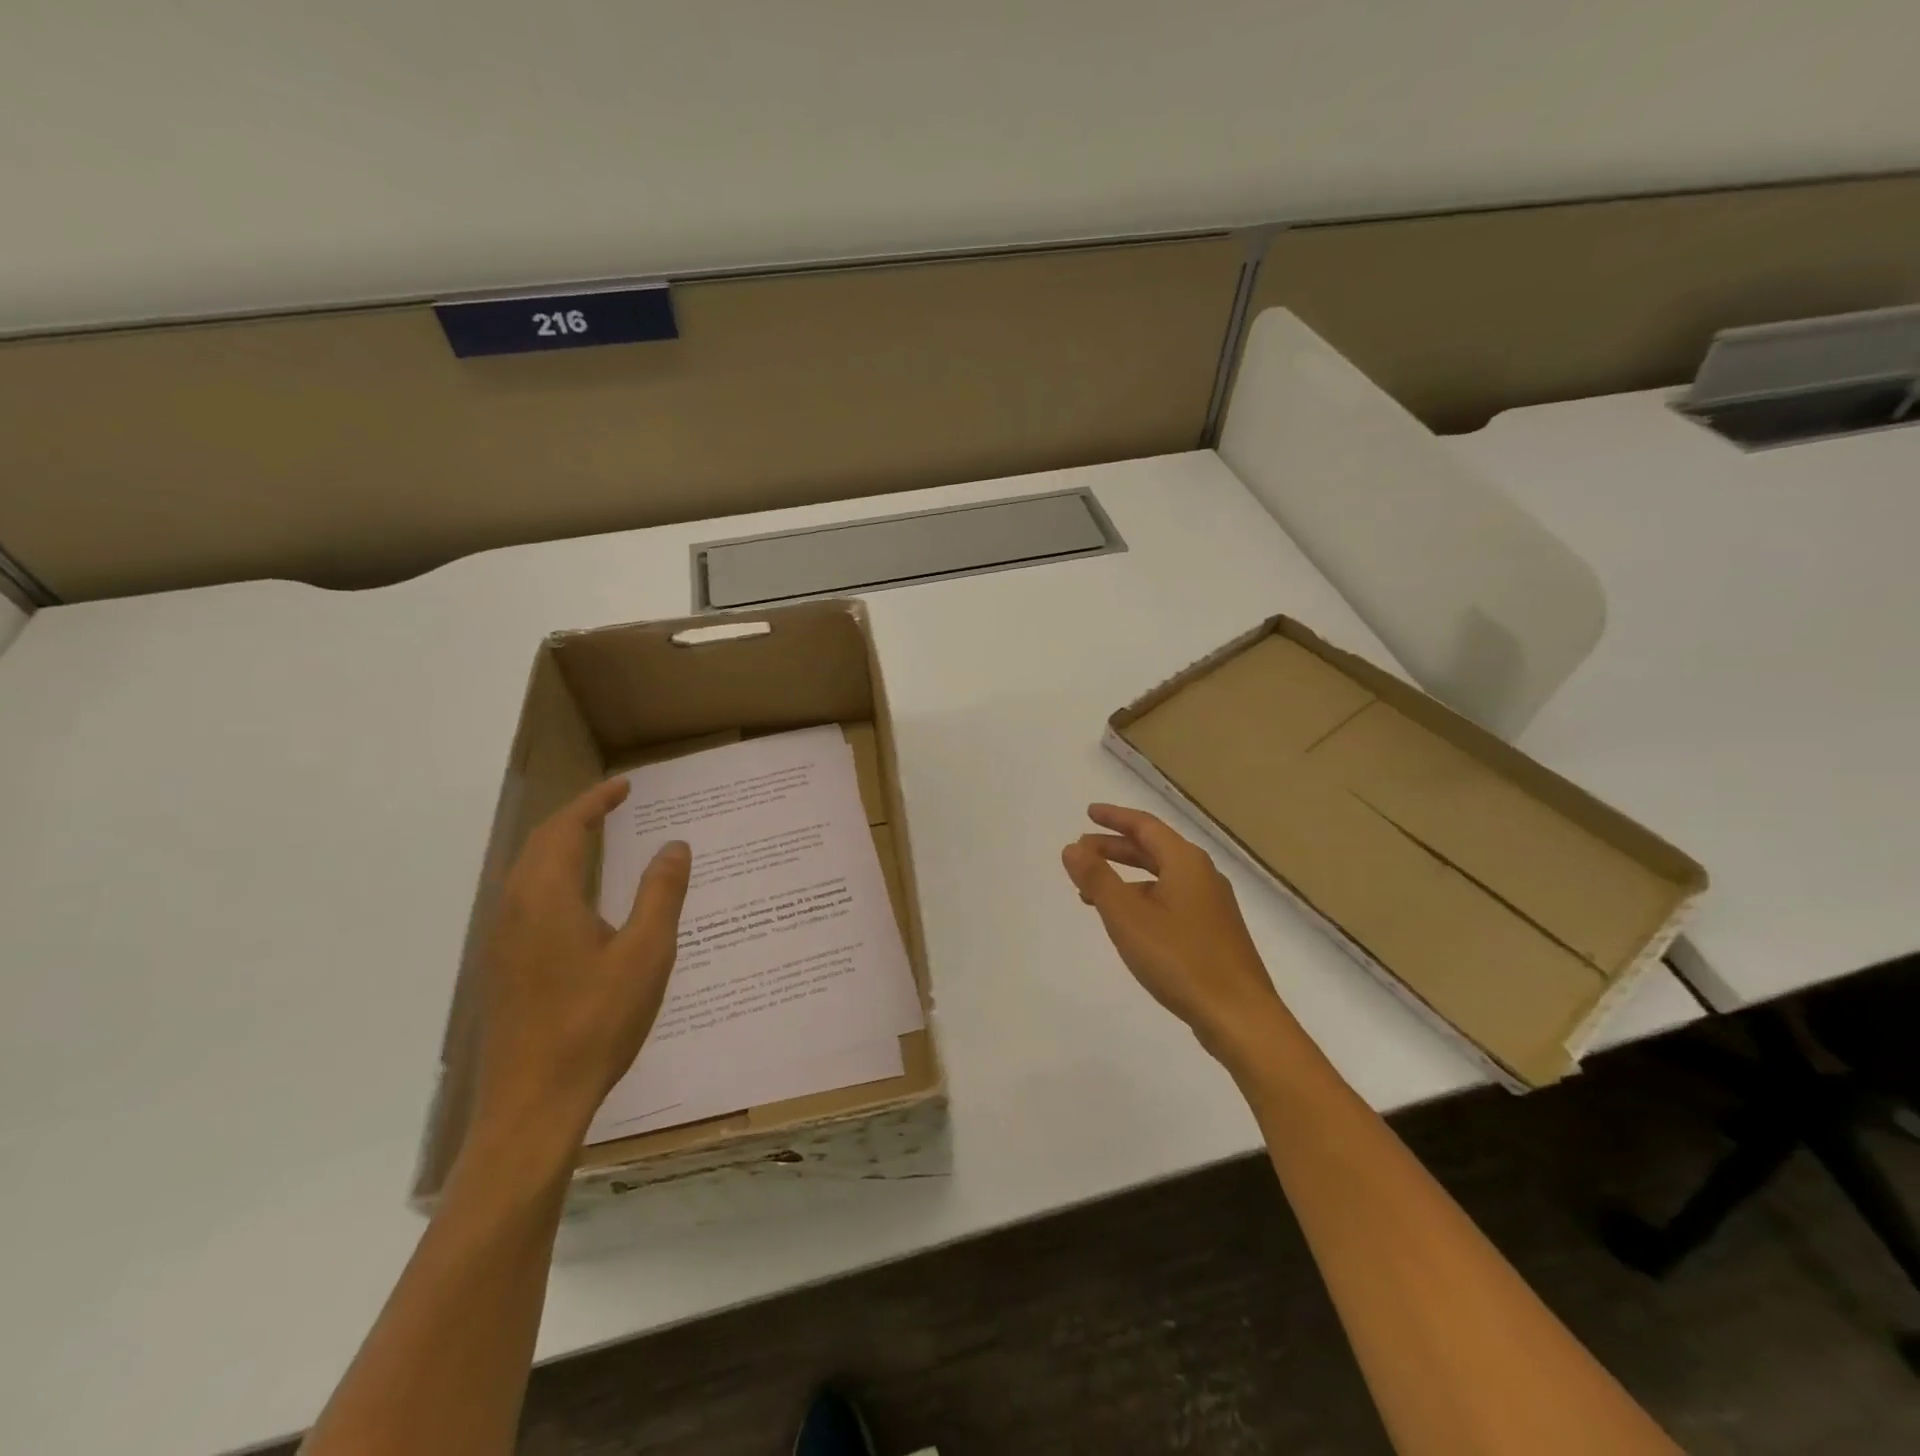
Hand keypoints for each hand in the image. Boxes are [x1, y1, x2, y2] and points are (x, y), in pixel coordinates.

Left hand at [473, 778, 691, 1150]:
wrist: (532, 1105)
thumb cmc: (596, 1023)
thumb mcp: (646, 953)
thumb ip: (660, 893)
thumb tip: (674, 845)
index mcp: (546, 898)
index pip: (566, 829)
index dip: (595, 802)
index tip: (625, 785)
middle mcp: (514, 910)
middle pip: (539, 845)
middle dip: (576, 818)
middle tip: (614, 806)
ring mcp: (501, 941)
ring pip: (527, 874)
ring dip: (561, 847)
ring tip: (598, 842)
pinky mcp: (502, 968)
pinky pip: (525, 900)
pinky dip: (553, 877)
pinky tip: (579, 901)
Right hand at [1062, 803, 1289, 1062]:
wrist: (1239, 1016)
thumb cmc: (1180, 959)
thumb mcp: (1127, 916)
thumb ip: (1097, 878)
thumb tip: (1072, 848)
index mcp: (1185, 862)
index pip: (1145, 826)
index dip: (1114, 818)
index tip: (1088, 813)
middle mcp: (1202, 875)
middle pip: (1153, 849)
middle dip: (1115, 847)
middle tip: (1081, 852)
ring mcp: (1211, 905)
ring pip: (1161, 876)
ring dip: (1126, 876)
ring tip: (1093, 891)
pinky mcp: (1213, 932)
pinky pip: (1171, 899)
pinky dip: (1143, 898)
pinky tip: (1128, 922)